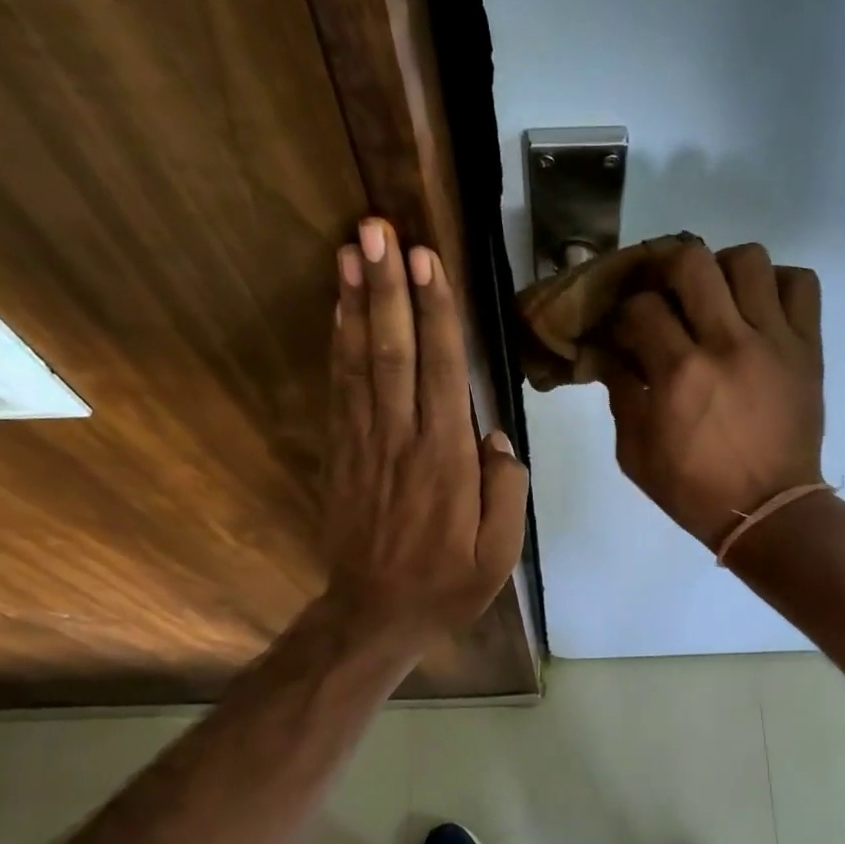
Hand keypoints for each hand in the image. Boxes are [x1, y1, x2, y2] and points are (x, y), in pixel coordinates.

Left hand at [321, 218, 528, 642]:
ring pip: (361, 363)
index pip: (442, 372)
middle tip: (376, 229)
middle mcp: (402, 440)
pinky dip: (338, 346)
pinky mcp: (343, 455)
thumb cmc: (447, 585)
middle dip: (388, 288)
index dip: (435, 313)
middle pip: (394, 352)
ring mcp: (366, 445)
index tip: (426, 260)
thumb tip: (495, 437)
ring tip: (350, 250)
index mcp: (446, 461)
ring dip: (357, 303)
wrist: (375, 615)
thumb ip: (506, 490)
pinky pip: (340, 391)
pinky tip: (339, 311)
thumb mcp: (500, 553)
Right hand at [602, 241, 823, 550]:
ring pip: (749, 260)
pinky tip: (758, 308)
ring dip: (722, 270)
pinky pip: (800, 284)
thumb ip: (621, 394)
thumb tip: (610, 353)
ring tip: (715, 298)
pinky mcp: (807, 347)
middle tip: (663, 292)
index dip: (624, 312)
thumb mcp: (635, 453)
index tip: (625, 330)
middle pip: (692, 261)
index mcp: (679, 372)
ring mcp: (774, 340)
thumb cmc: (693, 489)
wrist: (766, 511)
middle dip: (666, 268)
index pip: (641, 307)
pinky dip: (777, 284)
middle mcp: (726, 343)